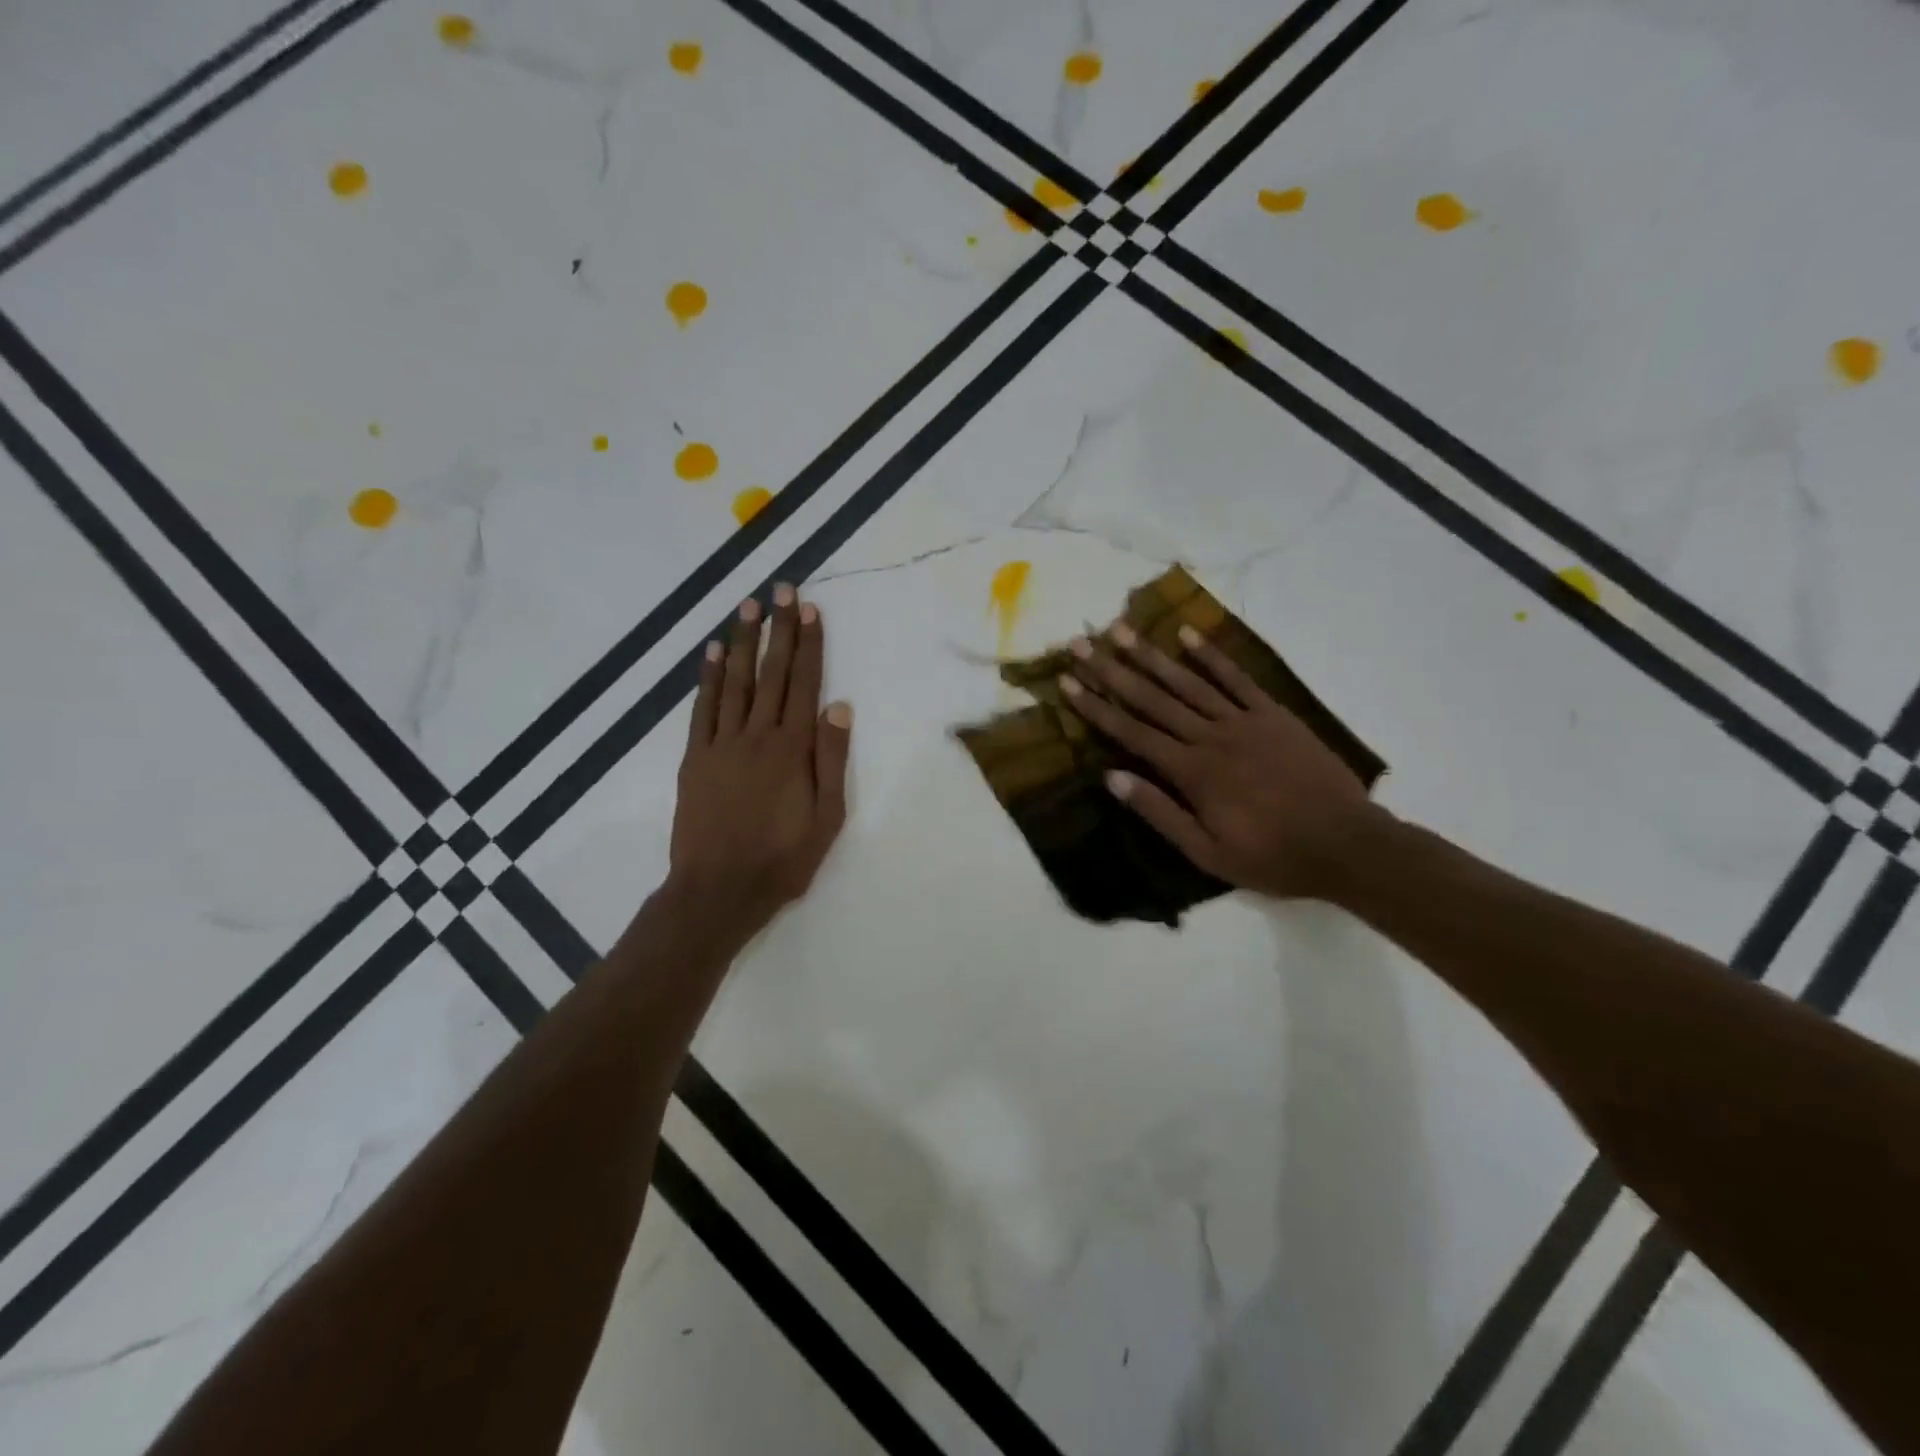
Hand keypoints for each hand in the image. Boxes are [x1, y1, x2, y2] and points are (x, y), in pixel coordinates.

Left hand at [669, 585, 852, 932]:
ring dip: (743, 642)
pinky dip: (708, 678)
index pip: (805, 684)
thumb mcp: (826, 817)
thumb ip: (831, 760)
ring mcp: (722, 744)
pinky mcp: (695, 758)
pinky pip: (703, 709)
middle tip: (781, 589)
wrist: (719, 889)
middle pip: (772, 673)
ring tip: (747, 606)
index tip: (809, 610)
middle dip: (778, 629)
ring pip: (735, 682)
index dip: (808, 645)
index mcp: (792, 749)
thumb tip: (838, 707)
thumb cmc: (783, 858)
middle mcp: (757, 735)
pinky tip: (713, 653)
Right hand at [1059, 620, 1385, 900]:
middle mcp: (1211, 736)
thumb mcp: (1207, 852)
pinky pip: (1237, 678)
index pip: (1132, 732)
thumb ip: (1160, 812)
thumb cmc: (1272, 856)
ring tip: (1122, 630)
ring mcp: (1244, 721)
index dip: (1096, 706)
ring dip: (1152, 654)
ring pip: (1188, 681)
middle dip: (1112, 670)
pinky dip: (1212, 655)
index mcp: (1192, 772)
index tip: (1068, 682)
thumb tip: (1112, 777)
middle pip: (1153, 698)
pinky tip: (1187, 634)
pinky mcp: (1273, 714)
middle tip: (1082, 643)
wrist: (1346, 844)